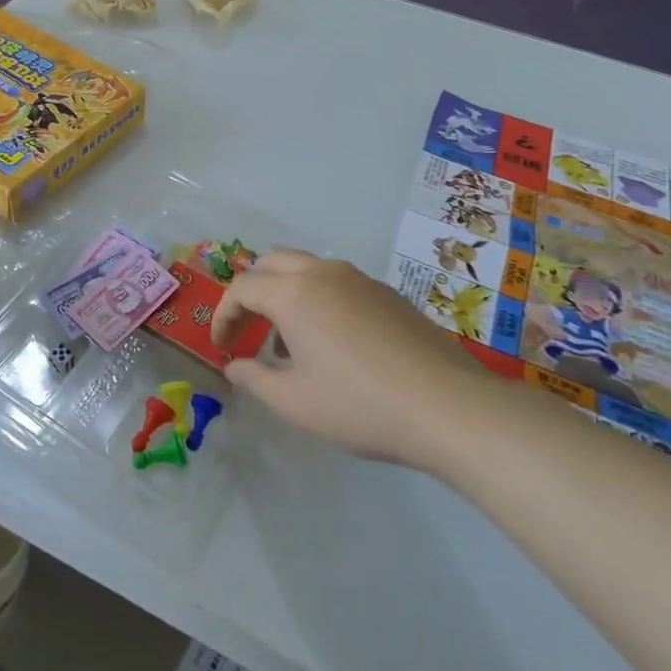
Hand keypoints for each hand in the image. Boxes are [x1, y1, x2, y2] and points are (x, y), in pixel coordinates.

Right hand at [213, 250, 483, 465]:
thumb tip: (235, 365)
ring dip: (284, 293)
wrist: (448, 406)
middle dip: (251, 293)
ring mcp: (359, 278)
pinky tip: (332, 343)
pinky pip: (336, 281)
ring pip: (305, 267)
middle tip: (249, 332)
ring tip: (289, 343)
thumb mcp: (295, 403)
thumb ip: (255, 379)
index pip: (241, 288)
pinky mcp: (386, 292)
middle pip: (271, 263)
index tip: (222, 347)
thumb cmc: (361, 405)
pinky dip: (316, 298)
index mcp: (293, 293)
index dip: (224, 316)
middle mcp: (322, 273)